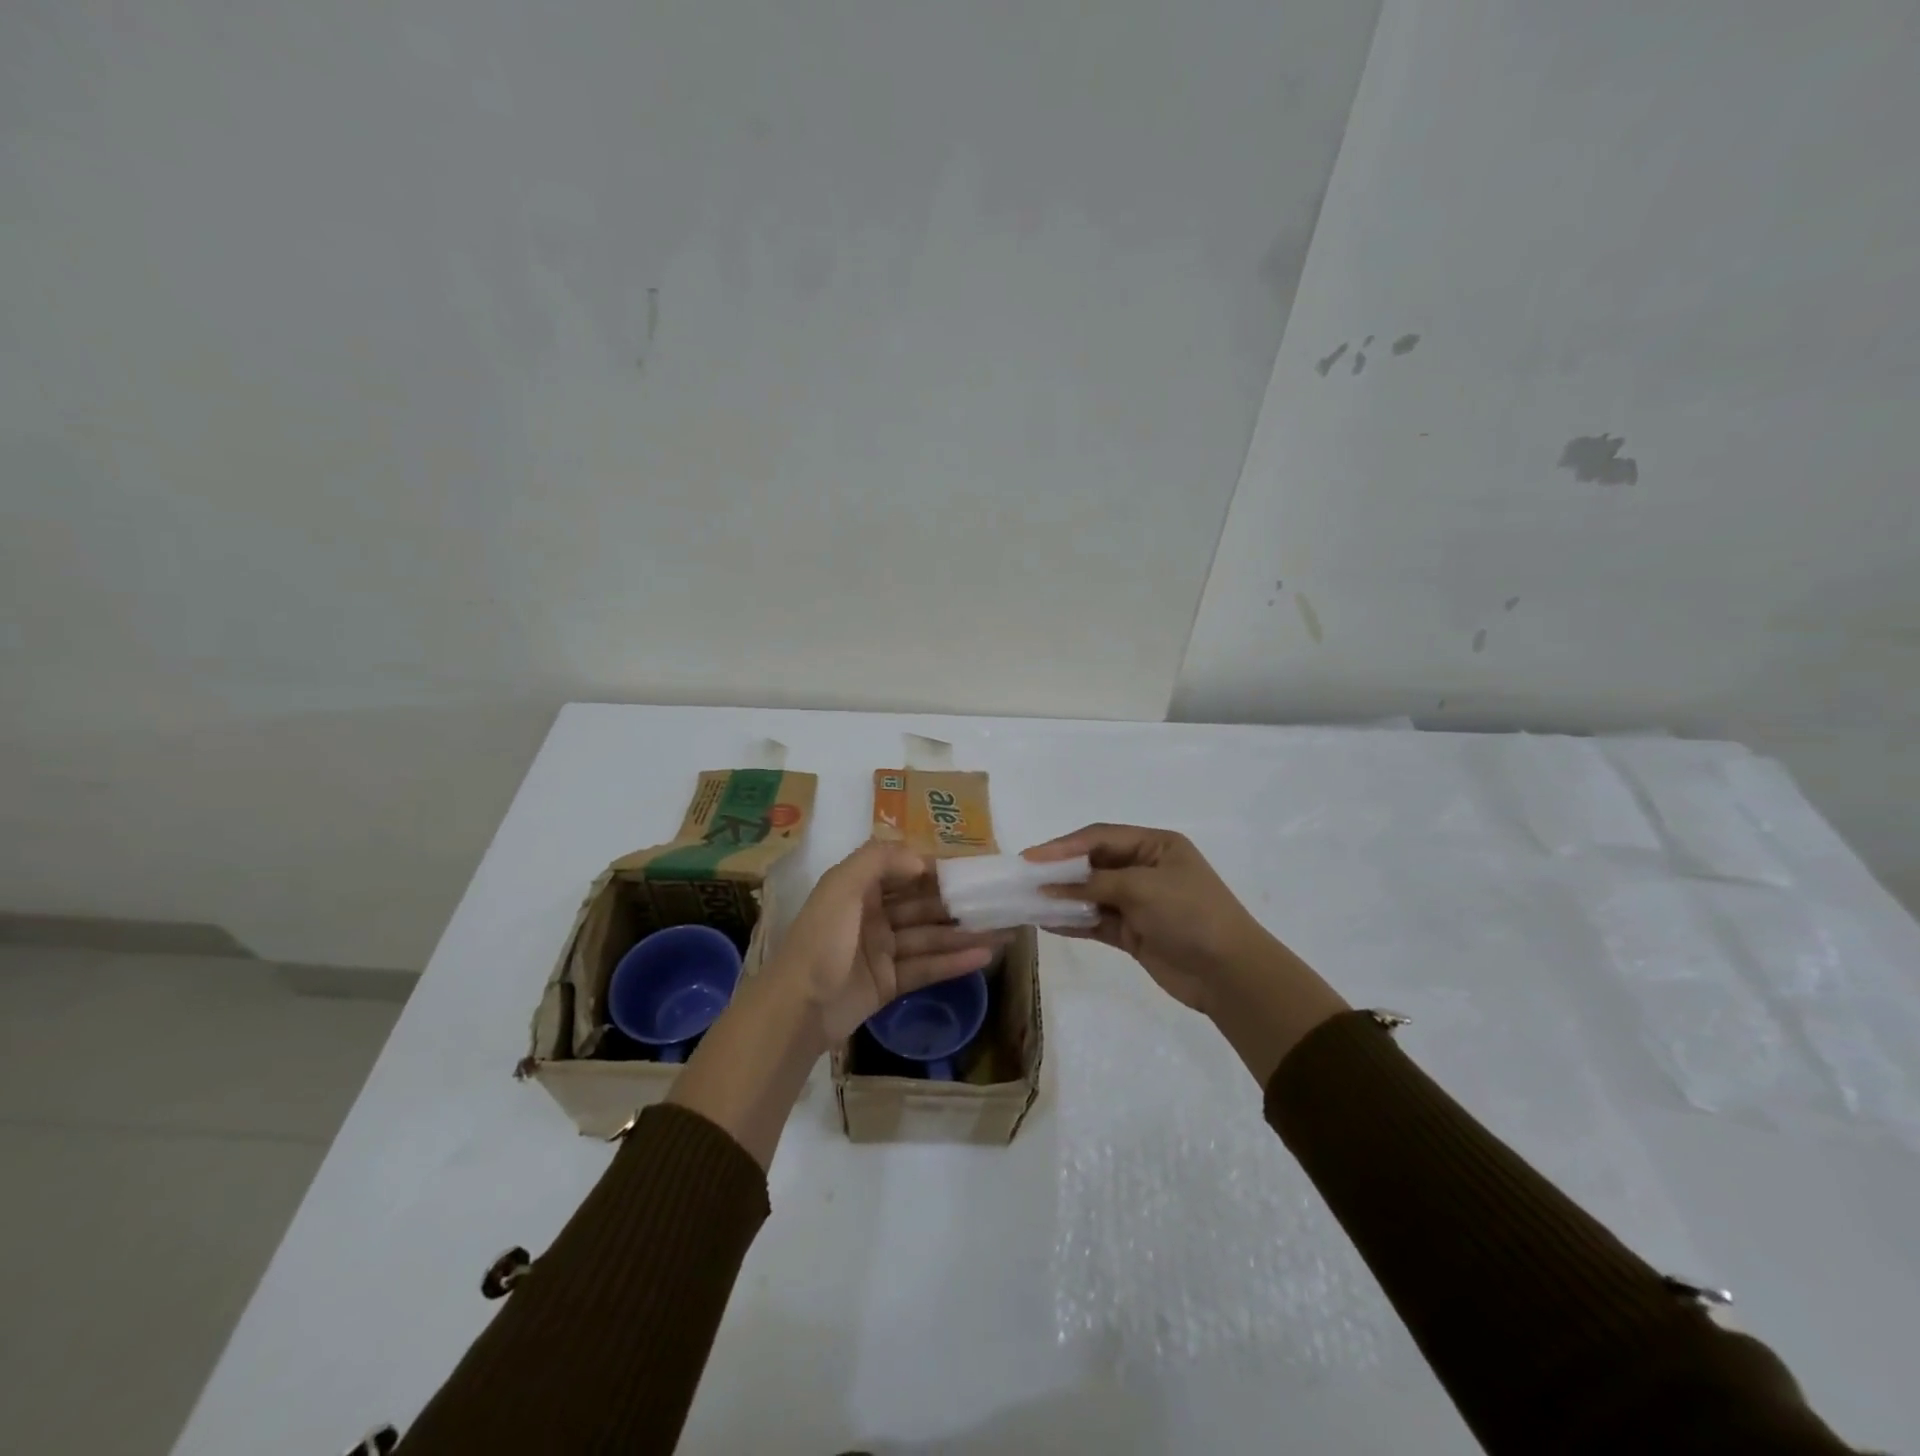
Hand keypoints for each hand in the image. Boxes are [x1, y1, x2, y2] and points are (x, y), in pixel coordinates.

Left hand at [771, 840, 1009, 1043]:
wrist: (797, 1008)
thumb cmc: (821, 939)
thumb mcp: (841, 886)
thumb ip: (880, 860)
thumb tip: (923, 860)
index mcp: (858, 887)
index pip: (905, 870)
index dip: (938, 868)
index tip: (974, 868)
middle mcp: (871, 914)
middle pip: (922, 904)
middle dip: (958, 902)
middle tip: (999, 901)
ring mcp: (881, 951)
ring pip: (929, 936)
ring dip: (964, 933)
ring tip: (1004, 930)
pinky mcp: (889, 983)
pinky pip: (926, 967)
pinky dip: (954, 961)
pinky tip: (985, 955)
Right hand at [1023, 824, 1285, 1015]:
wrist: (1229, 973)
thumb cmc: (1190, 914)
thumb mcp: (1142, 888)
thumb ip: (1094, 884)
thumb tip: (1049, 885)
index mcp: (1155, 845)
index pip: (1100, 837)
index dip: (1063, 846)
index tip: (1030, 857)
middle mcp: (1145, 868)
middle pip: (1093, 863)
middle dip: (1059, 870)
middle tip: (1023, 877)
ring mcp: (1139, 902)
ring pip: (1091, 894)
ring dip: (1062, 897)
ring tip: (1027, 900)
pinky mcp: (1134, 933)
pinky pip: (1096, 921)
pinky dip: (1073, 921)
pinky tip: (1046, 922)